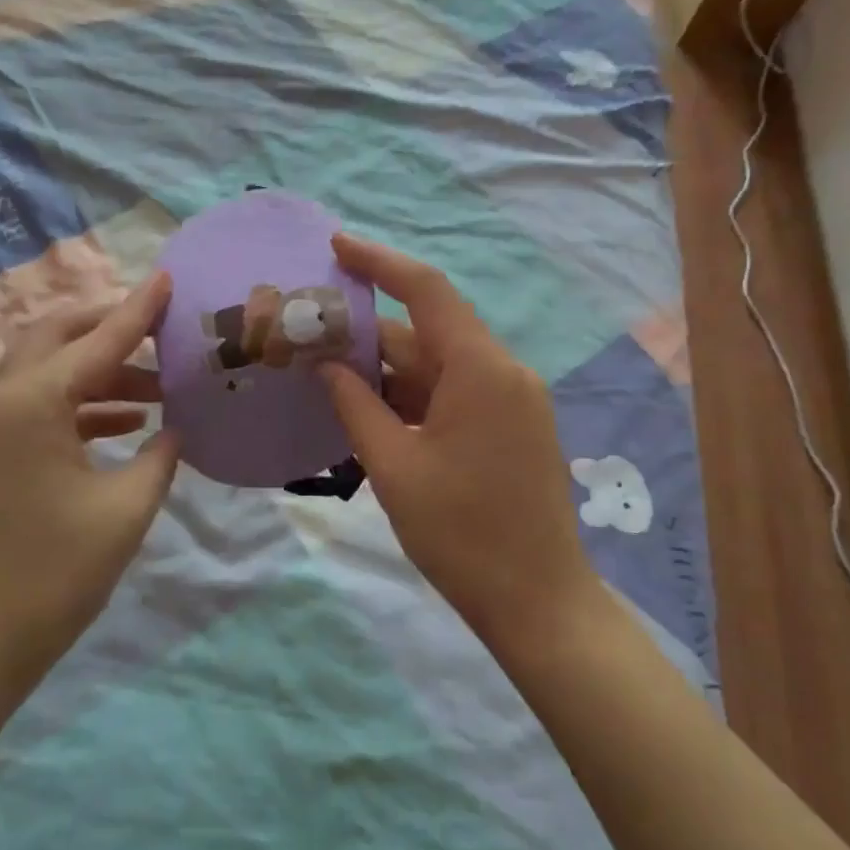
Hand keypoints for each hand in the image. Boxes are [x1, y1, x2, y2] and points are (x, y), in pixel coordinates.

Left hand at [0, 273, 181, 708]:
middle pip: (55, 337)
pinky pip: (36, 410)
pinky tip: (121, 427)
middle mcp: (1, 404)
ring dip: (97, 371)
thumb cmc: (50, 579)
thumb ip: (158, 458)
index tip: (169, 278)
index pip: (99, 340)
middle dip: (107, 326)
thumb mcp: (124, 512)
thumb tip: (174, 430)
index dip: (139, 309)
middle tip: (158, 329)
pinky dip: (78, 406)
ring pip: (45, 374)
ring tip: (155, 389)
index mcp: (33, 404)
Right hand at [319, 236, 600, 649]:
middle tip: (310, 336)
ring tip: (327, 376)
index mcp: (480, 369)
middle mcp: (502, 370)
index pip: (426, 290)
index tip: (336, 246)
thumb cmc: (461, 535)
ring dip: (388, 370)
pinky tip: (370, 410)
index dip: (379, 262)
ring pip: (439, 364)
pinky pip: (455, 392)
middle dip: (369, 334)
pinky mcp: (511, 424)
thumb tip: (326, 365)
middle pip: (428, 332)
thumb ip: (356, 405)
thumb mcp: (394, 466)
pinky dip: (413, 395)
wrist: (538, 602)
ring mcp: (511, 398)